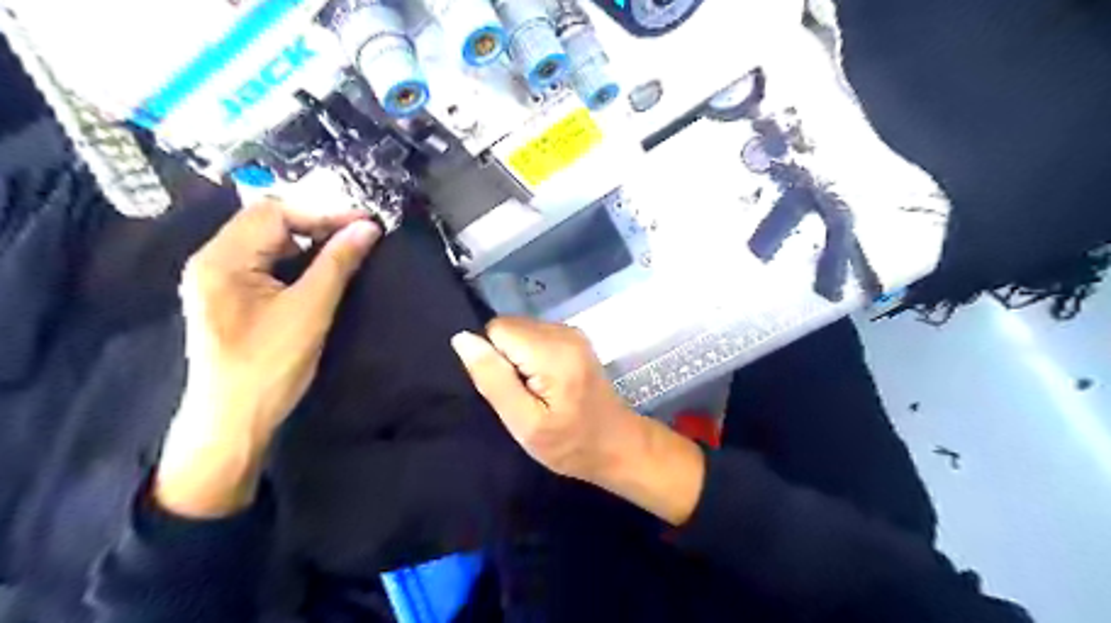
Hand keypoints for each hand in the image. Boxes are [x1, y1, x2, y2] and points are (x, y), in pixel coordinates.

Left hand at [154, 202, 381, 518]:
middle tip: (358, 235)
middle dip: (315, 224)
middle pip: (266, 223)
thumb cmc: (269, 366)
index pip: (274, 214)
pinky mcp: (229, 297)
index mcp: (222, 259)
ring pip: (266, 242)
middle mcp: (212, 261)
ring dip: (306, 241)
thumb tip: (367, 228)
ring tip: (345, 247)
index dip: (323, 213)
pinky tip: (319, 268)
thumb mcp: (310, 310)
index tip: (365, 224)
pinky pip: (264, 263)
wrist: (233, 421)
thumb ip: (337, 263)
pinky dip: (295, 259)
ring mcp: (217, 280)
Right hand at [449, 316, 700, 524]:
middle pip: (509, 326)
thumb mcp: (524, 423)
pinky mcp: (574, 337)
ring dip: (517, 358)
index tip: (509, 390)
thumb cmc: (570, 444)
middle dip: (505, 358)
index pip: (497, 329)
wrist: (617, 444)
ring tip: (535, 391)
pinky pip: (534, 335)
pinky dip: (530, 356)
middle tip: (522, 395)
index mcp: (553, 351)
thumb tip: (462, 339)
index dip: (493, 360)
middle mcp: (563, 331)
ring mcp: (572, 332)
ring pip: (520, 330)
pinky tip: (545, 383)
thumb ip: (493, 379)